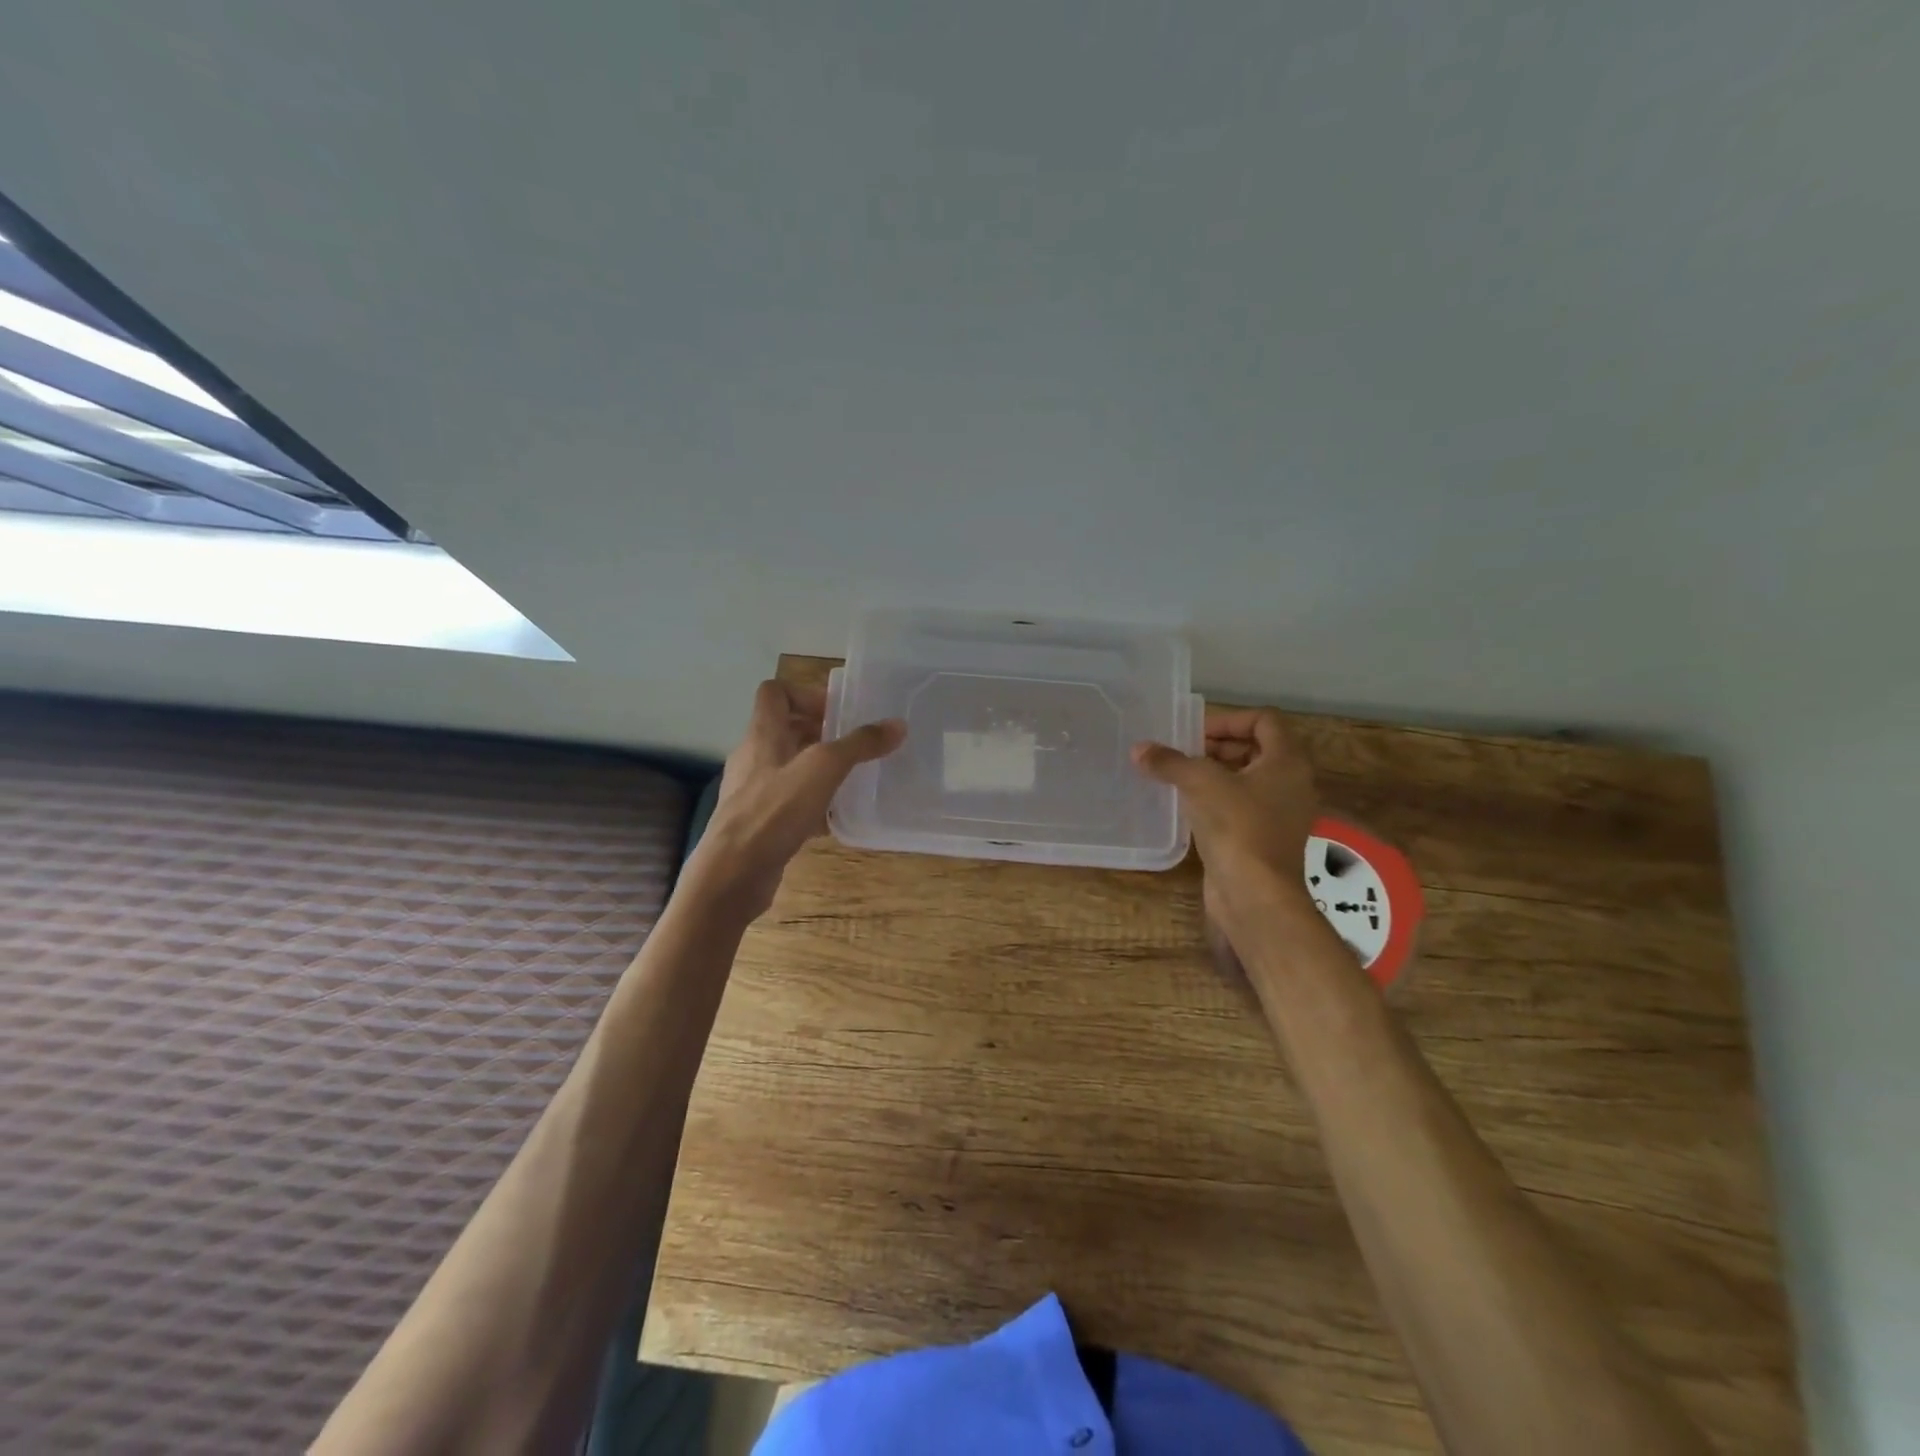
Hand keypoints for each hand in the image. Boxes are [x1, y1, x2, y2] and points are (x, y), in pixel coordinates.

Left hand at [684, 680, 905, 921]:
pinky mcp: (758, 823)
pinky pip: (788, 803)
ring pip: (788, 768)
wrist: (732, 874)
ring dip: (818, 770)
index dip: (806, 694)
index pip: (775, 693)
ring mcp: (753, 792)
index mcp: (762, 734)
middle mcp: (753, 758)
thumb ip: (860, 744)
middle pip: (785, 730)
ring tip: (851, 779)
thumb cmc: (774, 811)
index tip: (839, 713)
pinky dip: (812, 805)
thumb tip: (897, 724)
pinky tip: (835, 819)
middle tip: (854, 746)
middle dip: (820, 733)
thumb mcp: (823, 769)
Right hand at [1132, 706, 1318, 936]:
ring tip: (1178, 776)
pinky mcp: (1263, 838)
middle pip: (1256, 748)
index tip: (1195, 733)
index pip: (1264, 721)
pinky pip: (1241, 806)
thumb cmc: (1237, 827)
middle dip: (1217, 745)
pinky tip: (1186, 805)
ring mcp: (1279, 814)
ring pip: (1247, 779)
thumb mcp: (1200, 784)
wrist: (1255, 895)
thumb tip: (1139, 750)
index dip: (1228, 720)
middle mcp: (1291, 783)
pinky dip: (1216, 799)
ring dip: (1214, 773)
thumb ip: (1170, 762)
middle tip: (1182, 753)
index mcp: (1288, 761)